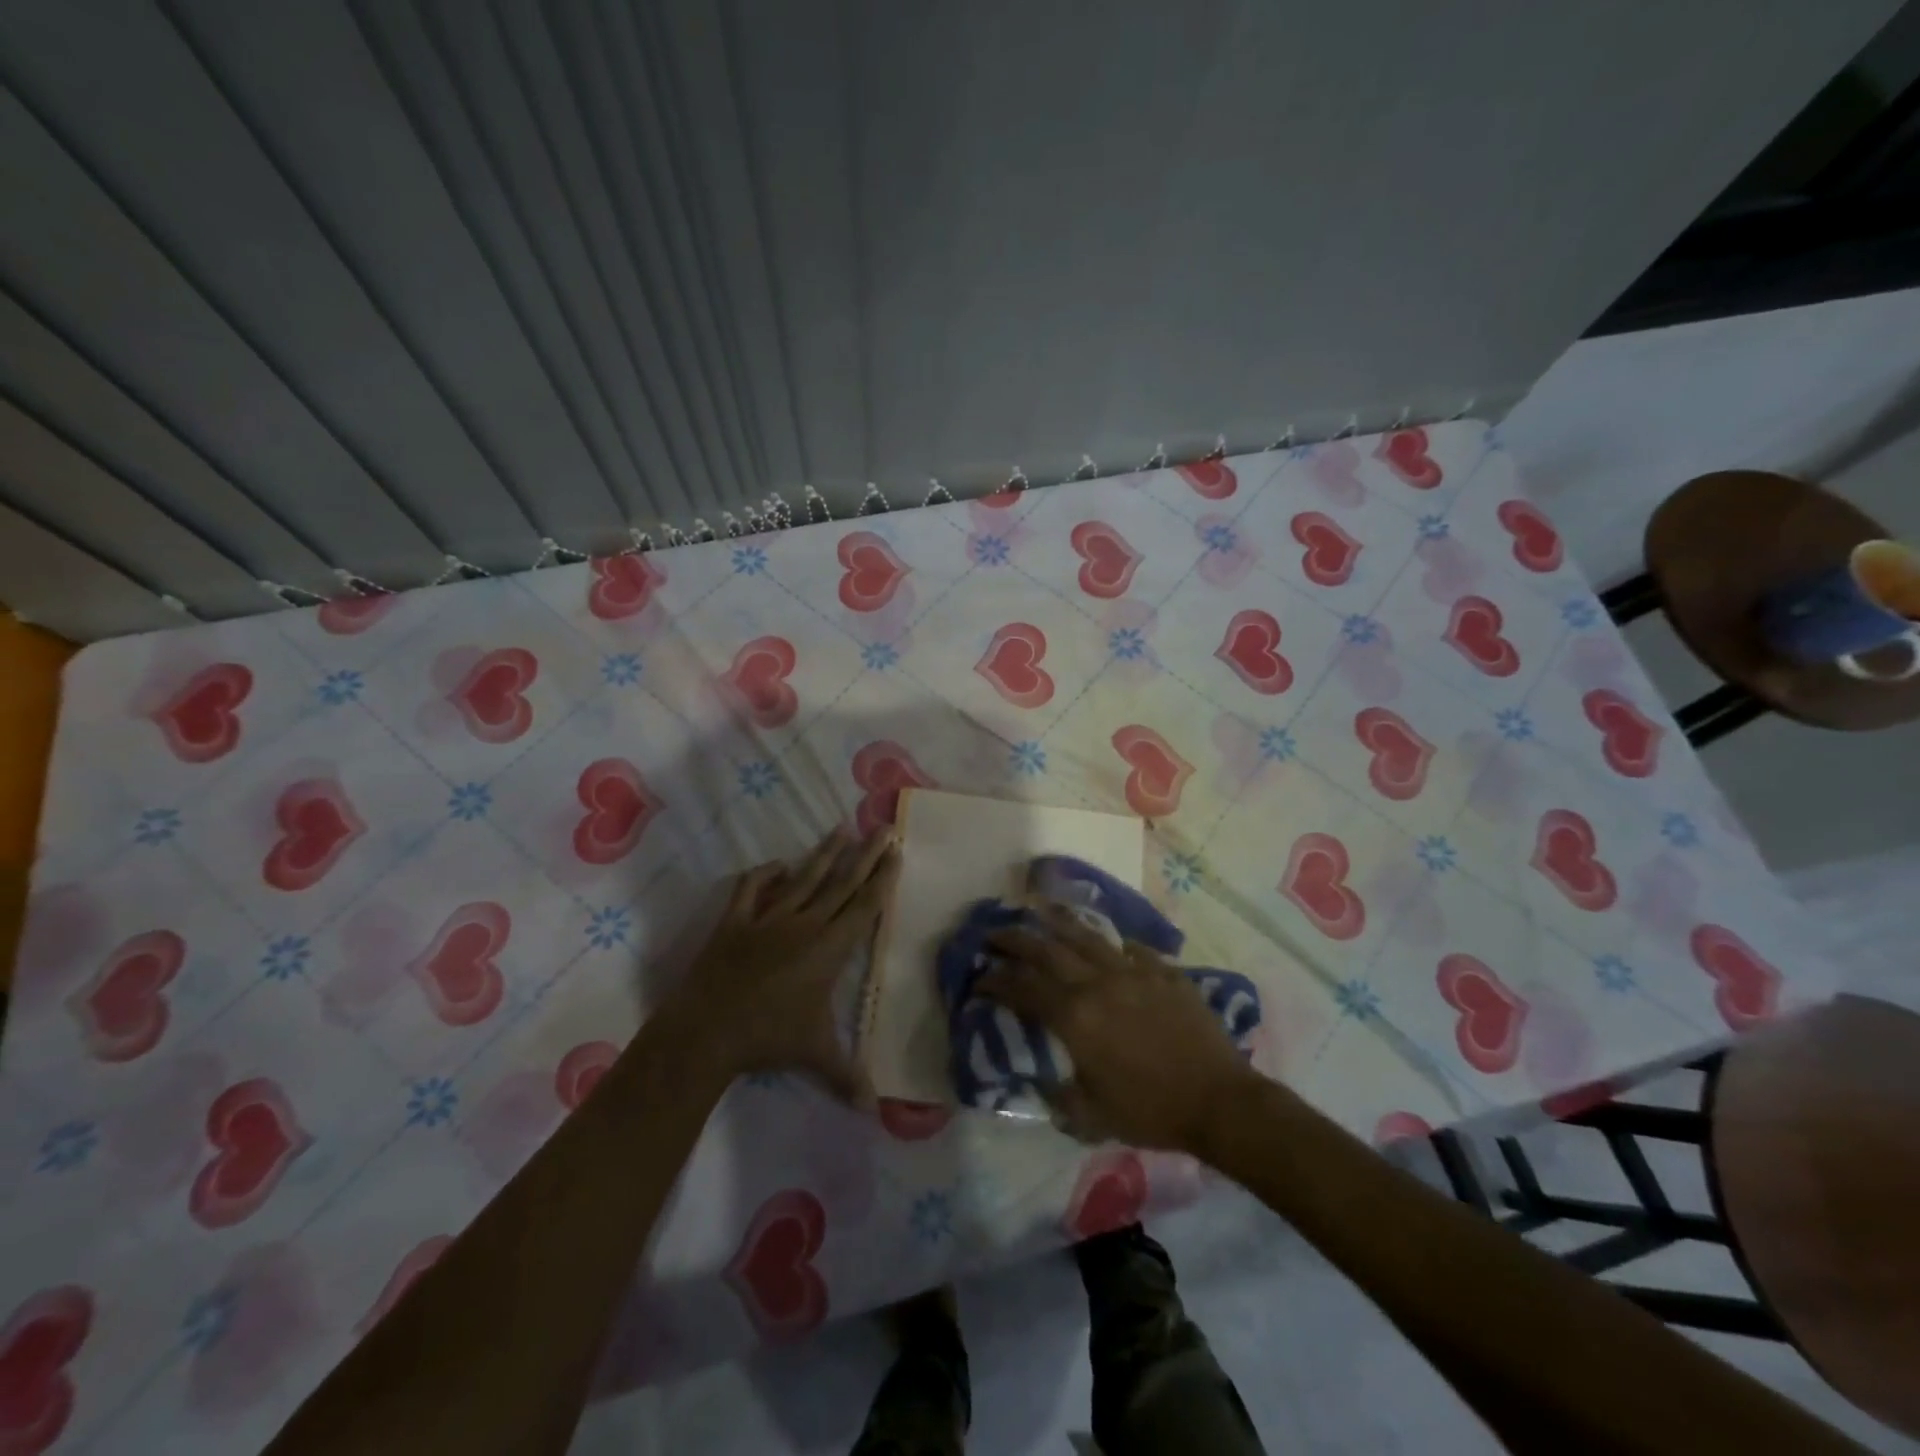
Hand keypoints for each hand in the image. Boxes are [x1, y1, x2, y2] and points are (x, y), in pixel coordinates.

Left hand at [667, 827, 899, 1103]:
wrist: (707, 1031)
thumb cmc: (769, 1039)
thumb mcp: (815, 1054)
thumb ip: (848, 1076)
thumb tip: (876, 1112)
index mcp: (829, 948)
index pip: (864, 906)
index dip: (882, 878)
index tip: (896, 852)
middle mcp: (804, 924)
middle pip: (842, 883)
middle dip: (866, 855)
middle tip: (883, 829)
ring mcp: (768, 919)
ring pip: (804, 878)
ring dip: (825, 854)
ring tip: (842, 829)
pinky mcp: (736, 921)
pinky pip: (752, 888)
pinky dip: (765, 874)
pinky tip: (778, 864)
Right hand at [982, 904, 1257, 1152]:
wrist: (1219, 1101)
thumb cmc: (1152, 1112)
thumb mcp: (1092, 1116)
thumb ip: (1060, 1096)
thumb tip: (1042, 1081)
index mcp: (1075, 1017)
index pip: (1023, 988)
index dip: (996, 981)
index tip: (979, 978)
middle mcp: (1098, 983)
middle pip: (1047, 950)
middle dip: (1015, 939)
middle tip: (995, 933)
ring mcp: (1134, 972)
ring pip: (1087, 936)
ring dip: (1058, 922)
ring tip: (1039, 909)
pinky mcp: (1164, 972)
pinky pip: (1132, 948)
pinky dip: (1112, 943)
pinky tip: (1107, 941)